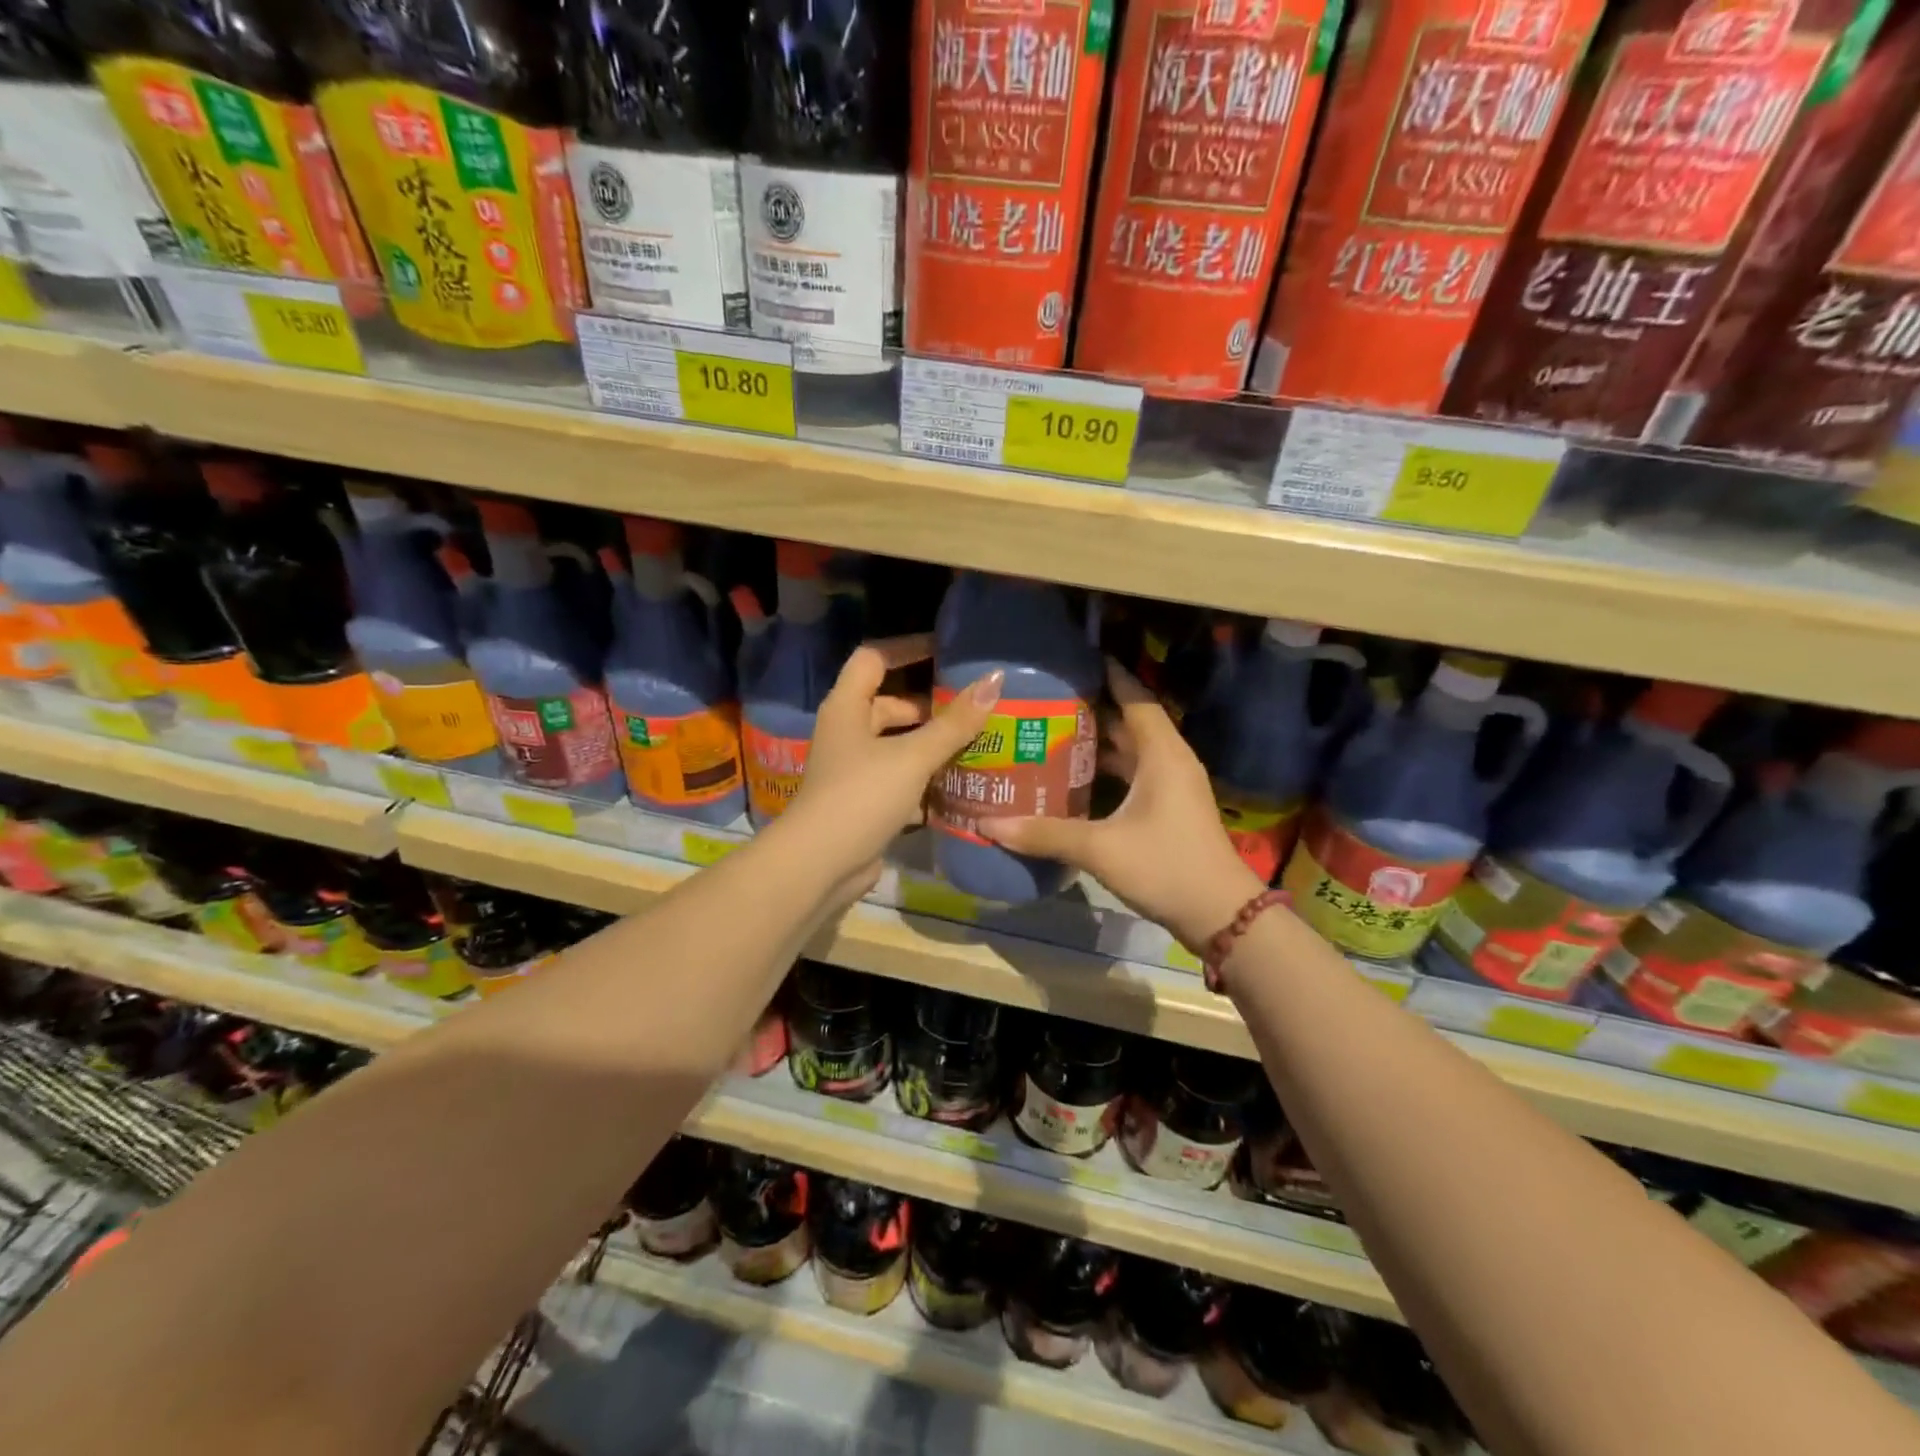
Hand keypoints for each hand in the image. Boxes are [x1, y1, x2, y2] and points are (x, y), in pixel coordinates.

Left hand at [785, 635, 1003, 896]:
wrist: (821, 865)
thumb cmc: (862, 796)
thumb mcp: (912, 756)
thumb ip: (954, 723)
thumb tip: (994, 681)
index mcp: (847, 708)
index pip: (874, 659)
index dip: (907, 649)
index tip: (946, 650)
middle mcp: (847, 733)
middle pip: (889, 705)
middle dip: (930, 706)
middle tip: (974, 706)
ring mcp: (854, 770)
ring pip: (897, 746)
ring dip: (931, 745)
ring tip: (977, 744)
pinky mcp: (864, 802)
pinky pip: (899, 779)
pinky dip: (925, 780)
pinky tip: (960, 786)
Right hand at [979, 661, 1263, 949]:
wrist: (1220, 915)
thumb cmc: (1166, 867)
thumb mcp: (1101, 849)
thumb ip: (1045, 833)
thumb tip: (989, 824)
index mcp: (1162, 753)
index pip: (1135, 697)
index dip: (1109, 674)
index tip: (1076, 659)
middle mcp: (1169, 761)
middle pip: (1130, 721)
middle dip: (1092, 708)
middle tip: (1047, 699)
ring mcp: (1172, 786)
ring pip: (1131, 751)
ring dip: (1097, 743)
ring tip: (1051, 733)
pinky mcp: (1169, 809)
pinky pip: (1134, 775)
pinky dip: (1106, 770)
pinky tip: (1074, 779)